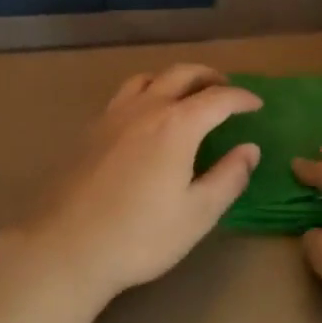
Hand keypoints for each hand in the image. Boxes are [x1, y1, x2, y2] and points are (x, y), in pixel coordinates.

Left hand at [4, 64, 262, 306]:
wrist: (65, 248)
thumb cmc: (140, 236)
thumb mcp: (197, 214)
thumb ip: (228, 177)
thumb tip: (250, 149)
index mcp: (176, 125)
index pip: (217, 98)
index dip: (241, 98)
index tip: (256, 105)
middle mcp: (145, 108)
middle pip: (181, 74)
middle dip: (209, 77)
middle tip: (226, 90)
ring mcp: (112, 116)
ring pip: (148, 78)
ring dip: (174, 78)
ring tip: (186, 95)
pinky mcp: (90, 130)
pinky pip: (124, 95)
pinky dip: (146, 92)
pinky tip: (146, 117)